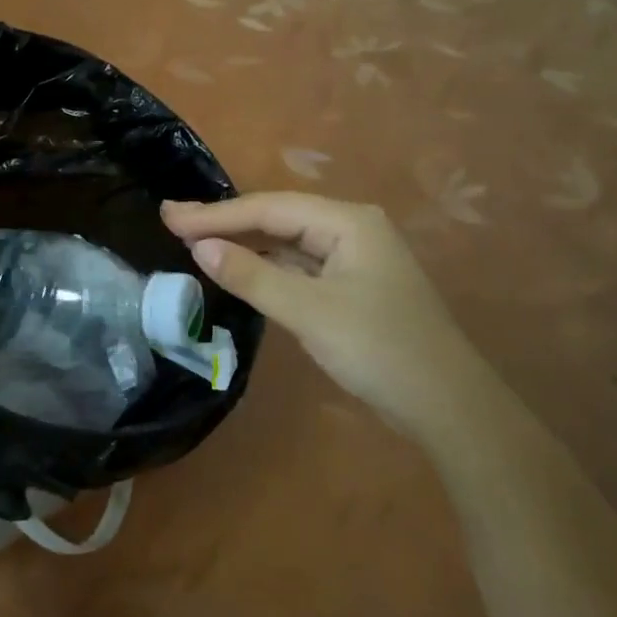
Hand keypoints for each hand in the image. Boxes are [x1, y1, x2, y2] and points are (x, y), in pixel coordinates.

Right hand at [161, 193, 473, 439]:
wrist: (447, 407)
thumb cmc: (379, 350)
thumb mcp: (309, 312)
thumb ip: (253, 276)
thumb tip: (200, 247)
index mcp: (347, 221)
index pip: (269, 209)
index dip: (217, 214)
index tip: (169, 217)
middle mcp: (351, 228)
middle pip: (278, 218)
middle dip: (227, 222)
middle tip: (173, 221)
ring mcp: (354, 258)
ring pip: (289, 242)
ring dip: (245, 243)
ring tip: (195, 240)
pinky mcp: (352, 286)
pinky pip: (301, 265)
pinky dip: (268, 266)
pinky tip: (239, 268)